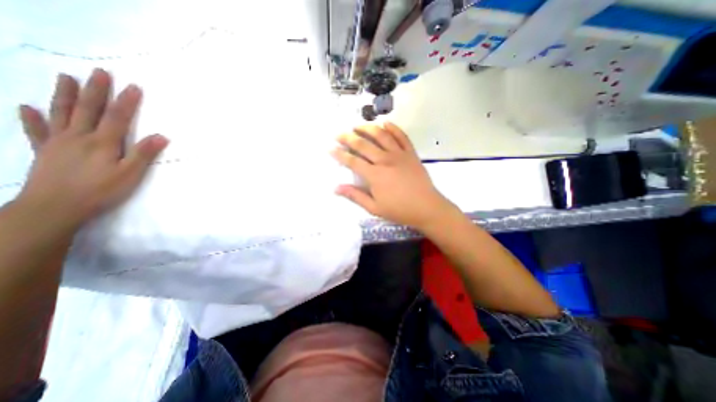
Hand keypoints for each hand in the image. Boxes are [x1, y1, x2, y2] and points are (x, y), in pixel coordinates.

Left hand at [15, 69, 169, 228]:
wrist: (56, 206)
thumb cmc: (101, 190)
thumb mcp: (130, 174)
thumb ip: (144, 154)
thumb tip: (162, 136)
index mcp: (103, 142)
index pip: (117, 117)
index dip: (126, 102)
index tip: (133, 86)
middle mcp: (79, 136)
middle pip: (89, 109)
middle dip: (96, 90)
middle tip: (100, 72)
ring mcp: (58, 142)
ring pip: (62, 113)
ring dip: (65, 95)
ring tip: (65, 77)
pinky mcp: (43, 151)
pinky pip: (35, 131)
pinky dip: (31, 118)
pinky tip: (26, 107)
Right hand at [332, 122, 451, 229]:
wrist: (426, 208)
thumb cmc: (399, 210)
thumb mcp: (374, 208)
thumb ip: (355, 196)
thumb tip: (336, 188)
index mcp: (375, 175)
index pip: (352, 161)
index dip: (339, 154)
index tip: (330, 148)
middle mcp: (385, 160)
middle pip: (363, 144)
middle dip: (348, 137)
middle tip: (339, 134)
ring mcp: (399, 154)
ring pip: (381, 135)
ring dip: (367, 128)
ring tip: (357, 125)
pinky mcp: (411, 153)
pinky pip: (401, 136)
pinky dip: (393, 127)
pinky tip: (385, 123)